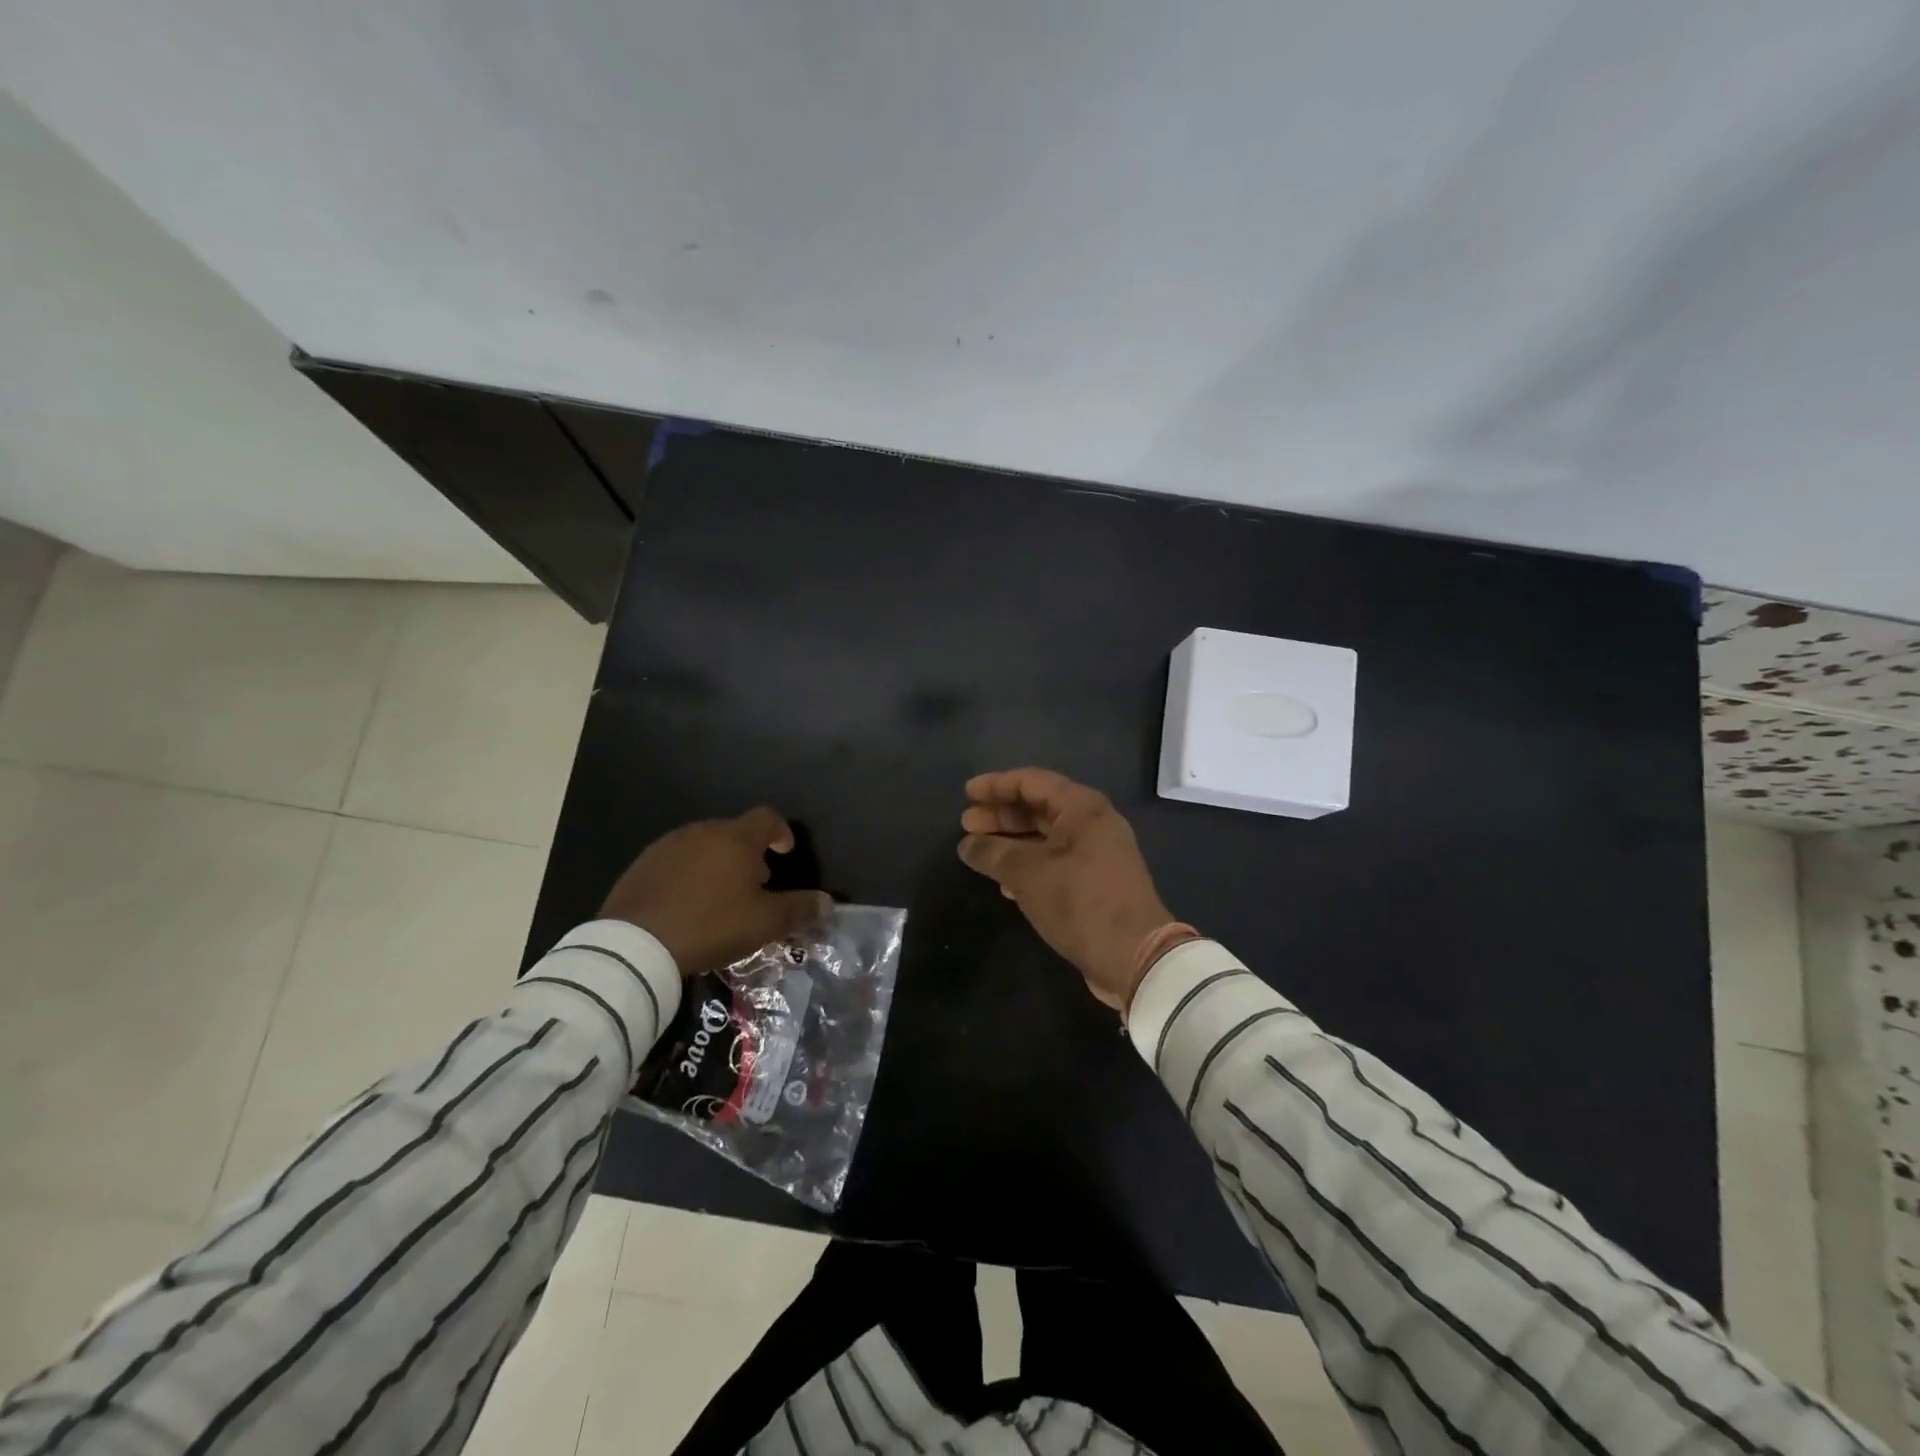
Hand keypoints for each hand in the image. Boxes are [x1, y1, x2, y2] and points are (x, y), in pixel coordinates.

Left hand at [600, 807, 832, 975]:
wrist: (635, 945)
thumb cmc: (711, 925)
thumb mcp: (765, 923)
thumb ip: (799, 909)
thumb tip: (827, 903)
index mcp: (736, 839)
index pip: (767, 818)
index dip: (781, 832)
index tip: (784, 852)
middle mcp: (702, 832)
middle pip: (734, 832)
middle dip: (748, 853)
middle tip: (754, 884)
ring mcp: (667, 846)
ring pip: (703, 846)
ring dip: (717, 863)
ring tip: (719, 896)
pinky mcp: (641, 866)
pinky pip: (675, 862)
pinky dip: (688, 875)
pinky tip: (686, 904)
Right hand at [957, 769, 1174, 1013]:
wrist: (1133, 955)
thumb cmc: (1079, 901)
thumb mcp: (1028, 874)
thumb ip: (993, 853)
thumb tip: (968, 845)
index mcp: (1082, 808)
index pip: (1032, 781)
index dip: (996, 784)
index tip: (967, 794)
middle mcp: (1093, 823)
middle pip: (1039, 807)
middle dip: (1001, 814)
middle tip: (966, 823)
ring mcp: (1097, 853)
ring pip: (1046, 836)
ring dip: (1011, 841)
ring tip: (978, 851)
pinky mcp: (1096, 882)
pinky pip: (1055, 860)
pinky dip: (1028, 864)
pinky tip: (1004, 882)